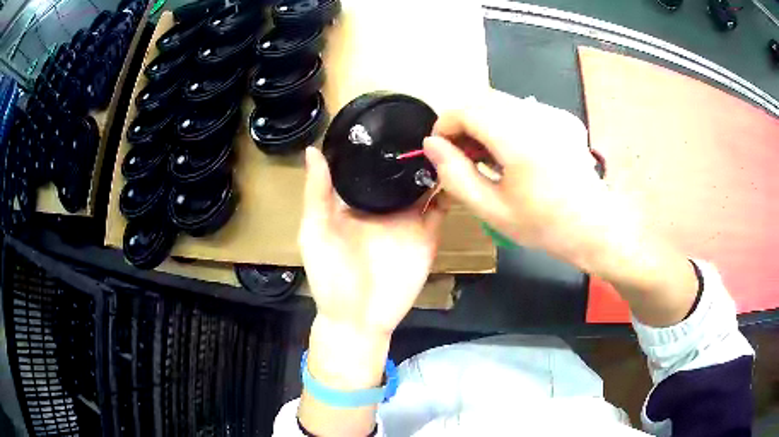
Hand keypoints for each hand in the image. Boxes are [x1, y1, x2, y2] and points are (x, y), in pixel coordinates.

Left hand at [296, 147, 447, 434]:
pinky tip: (458, 169)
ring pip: (424, 184)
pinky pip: (441, 208)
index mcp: (355, 201)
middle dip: (413, 148)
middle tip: (428, 119)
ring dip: (435, 164)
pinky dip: (450, 190)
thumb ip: (318, 194)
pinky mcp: (427, 234)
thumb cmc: (331, 277)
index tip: (390, 116)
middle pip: (401, 170)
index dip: (379, 143)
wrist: (360, 319)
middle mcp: (384, 205)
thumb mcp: (316, 232)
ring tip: (447, 136)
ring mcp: (408, 219)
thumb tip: (314, 150)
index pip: (369, 164)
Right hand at [423, 91, 603, 263]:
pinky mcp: (564, 118)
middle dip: (463, 123)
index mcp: (518, 139)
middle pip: (482, 100)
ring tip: (487, 156)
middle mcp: (537, 116)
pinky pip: (524, 109)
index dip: (444, 125)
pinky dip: (507, 123)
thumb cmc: (544, 225)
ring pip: (502, 102)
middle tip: (462, 155)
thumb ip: (455, 175)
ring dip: (484, 121)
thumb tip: (431, 145)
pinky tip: (515, 151)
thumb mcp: (492, 209)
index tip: (440, 150)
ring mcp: (554, 114)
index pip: (466, 110)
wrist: (595, 227)